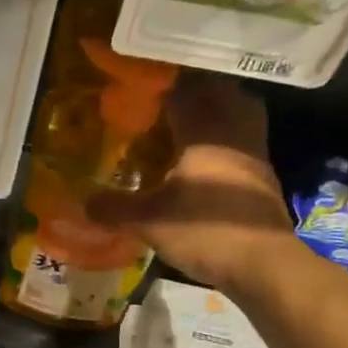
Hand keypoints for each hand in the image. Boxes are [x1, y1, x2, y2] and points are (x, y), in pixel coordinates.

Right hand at [86, 74, 295, 289]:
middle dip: (193, 91)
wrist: (263, 264)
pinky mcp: (263, 176)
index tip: (142, 85)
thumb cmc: (205, 232)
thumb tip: (83, 203)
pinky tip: (205, 162)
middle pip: (218, 92)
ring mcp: (254, 153)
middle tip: (165, 101)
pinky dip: (225, 141)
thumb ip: (115, 208)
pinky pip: (243, 142)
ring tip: (187, 126)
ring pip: (238, 113)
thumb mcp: (149, 222)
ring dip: (215, 112)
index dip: (163, 84)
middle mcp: (233, 131)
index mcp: (204, 130)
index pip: (184, 90)